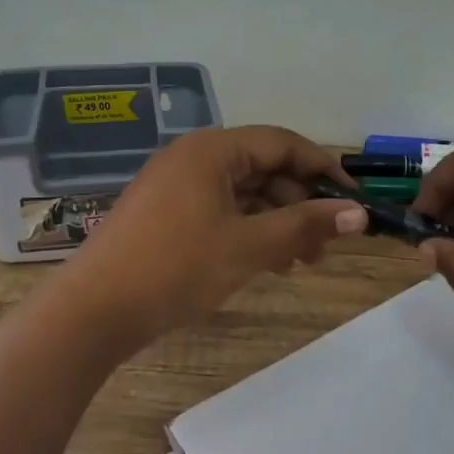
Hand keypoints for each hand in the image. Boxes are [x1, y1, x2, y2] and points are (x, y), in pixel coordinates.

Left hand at [57, 125, 366, 348]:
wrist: (94, 311)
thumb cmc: (175, 269)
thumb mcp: (248, 247)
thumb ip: (305, 225)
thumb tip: (359, 214)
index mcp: (212, 150)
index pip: (283, 143)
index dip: (323, 168)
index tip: (353, 201)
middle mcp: (193, 158)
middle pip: (263, 167)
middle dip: (299, 203)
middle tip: (326, 245)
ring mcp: (174, 186)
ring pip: (242, 193)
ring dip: (276, 222)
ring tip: (300, 262)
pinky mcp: (164, 214)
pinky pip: (219, 210)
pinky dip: (247, 231)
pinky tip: (265, 263)